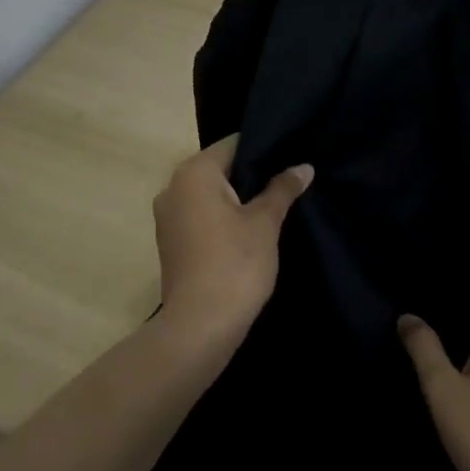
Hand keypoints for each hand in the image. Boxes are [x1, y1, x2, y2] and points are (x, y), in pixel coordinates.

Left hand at [152, 135, 312, 355]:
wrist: (199, 326)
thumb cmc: (235, 264)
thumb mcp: (265, 223)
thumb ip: (282, 189)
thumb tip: (303, 166)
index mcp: (194, 173)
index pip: (232, 144)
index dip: (264, 149)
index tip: (290, 157)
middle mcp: (173, 186)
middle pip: (219, 168)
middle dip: (251, 174)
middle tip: (287, 181)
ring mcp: (167, 216)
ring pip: (209, 194)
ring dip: (236, 198)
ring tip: (273, 205)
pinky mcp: (170, 241)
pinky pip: (200, 216)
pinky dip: (221, 218)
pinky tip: (248, 231)